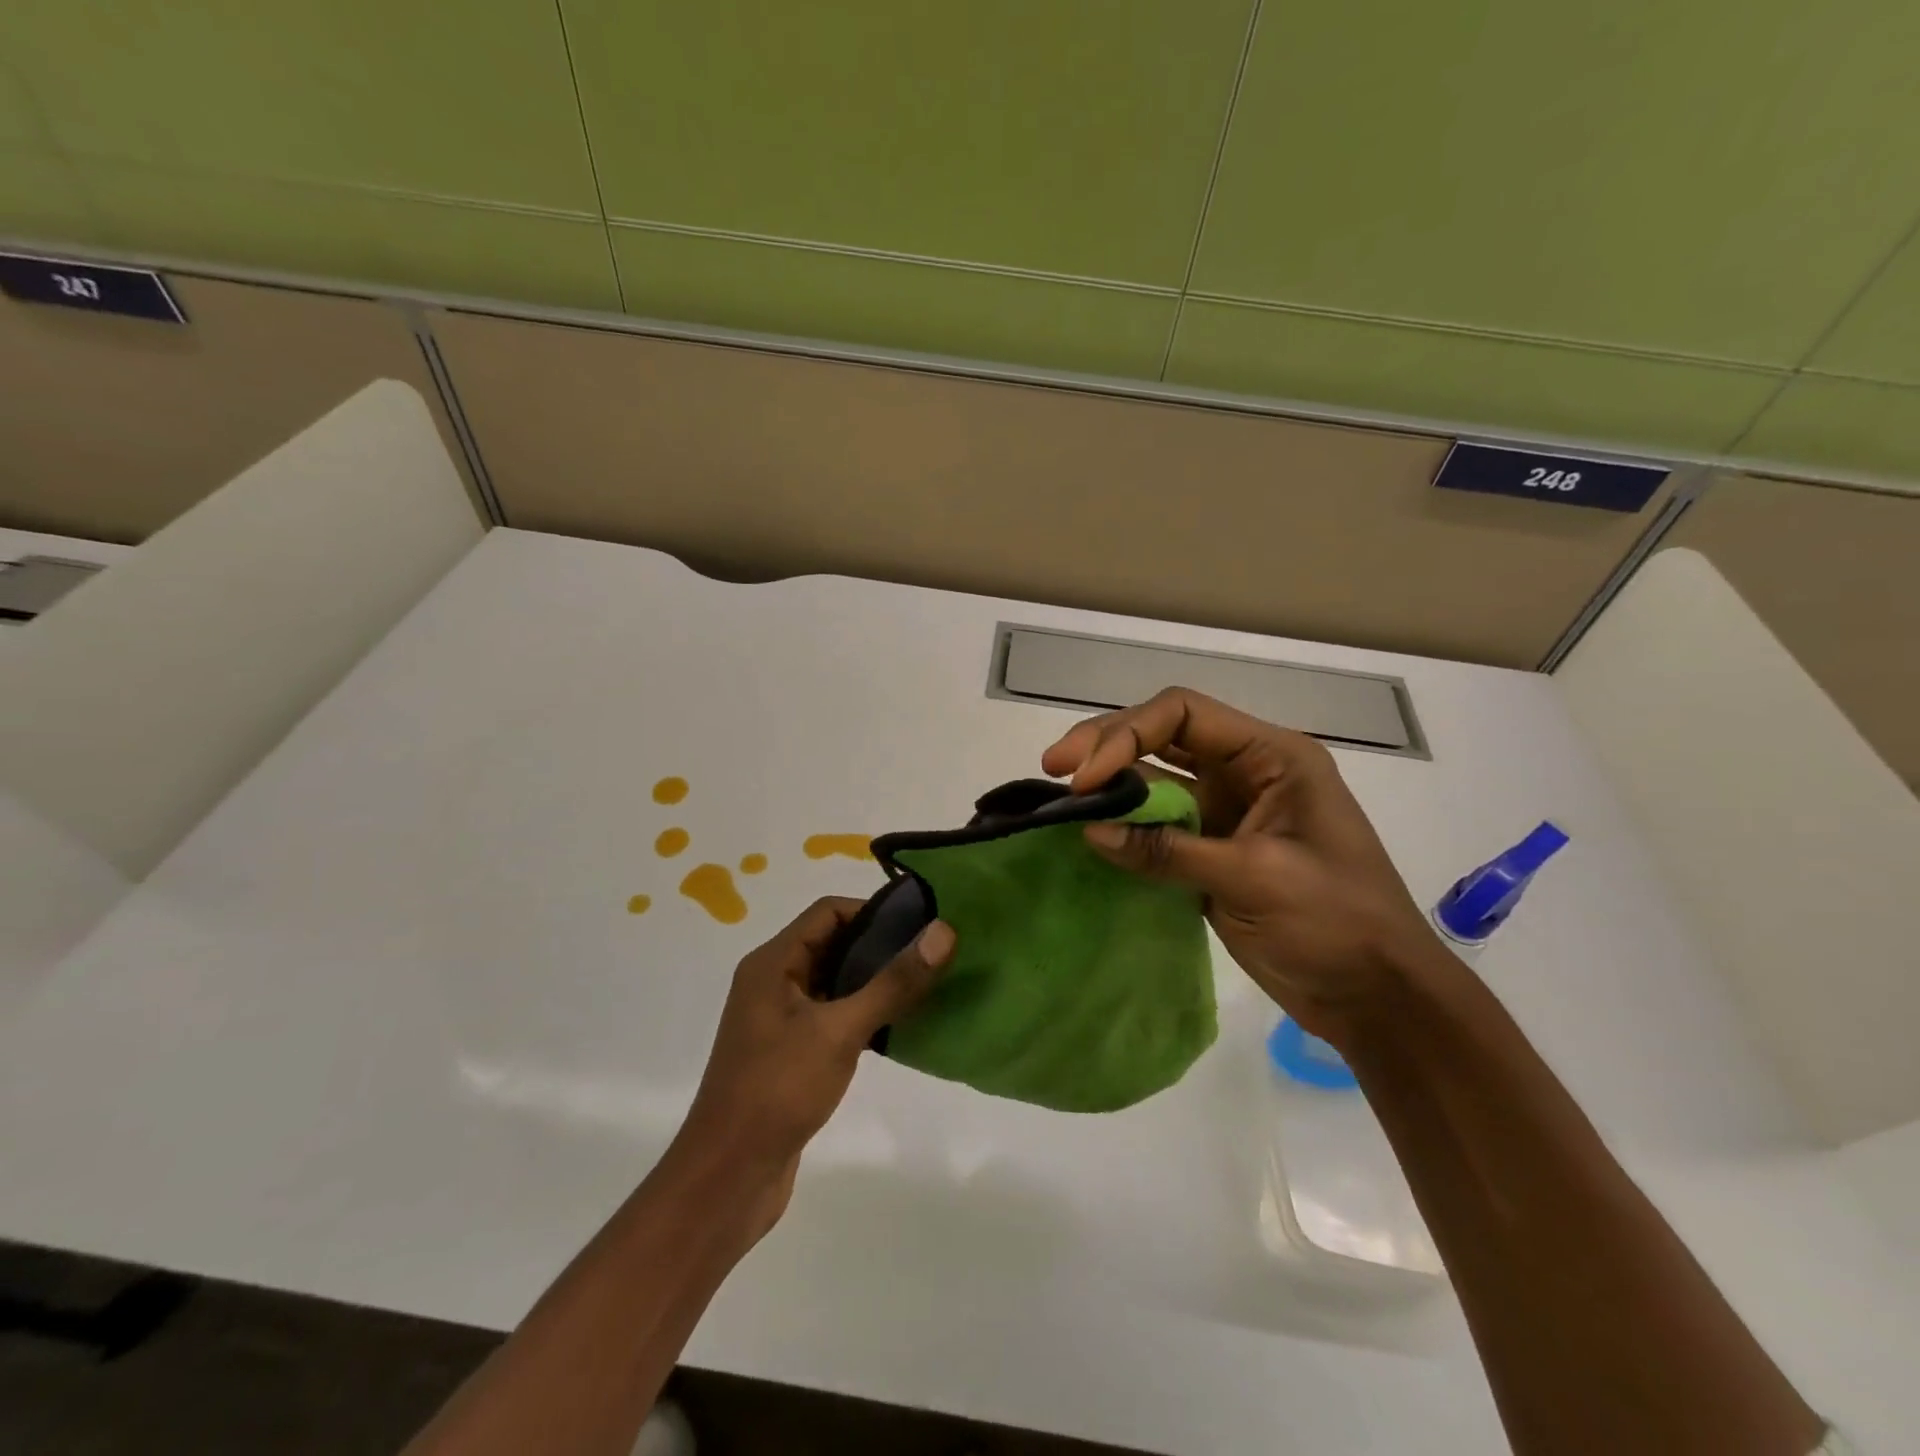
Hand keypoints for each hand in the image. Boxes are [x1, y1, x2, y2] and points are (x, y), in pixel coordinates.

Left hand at [673, 896, 954, 1229]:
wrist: (728, 1179)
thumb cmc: (778, 1090)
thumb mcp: (840, 1031)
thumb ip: (893, 982)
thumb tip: (943, 932)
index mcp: (773, 963)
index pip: (828, 912)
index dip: (874, 910)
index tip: (922, 922)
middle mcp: (773, 982)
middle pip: (832, 943)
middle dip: (880, 944)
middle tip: (932, 952)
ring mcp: (780, 1019)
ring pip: (834, 981)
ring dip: (874, 980)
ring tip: (925, 984)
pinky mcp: (790, 1052)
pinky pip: (832, 1015)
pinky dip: (863, 1012)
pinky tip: (898, 1026)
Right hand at [1041, 687, 1448, 1045]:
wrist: (1376, 996)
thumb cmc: (1337, 923)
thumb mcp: (1254, 879)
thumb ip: (1169, 850)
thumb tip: (1090, 831)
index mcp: (1271, 757)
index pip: (1183, 714)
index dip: (1126, 735)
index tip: (1086, 777)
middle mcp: (1246, 771)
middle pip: (1161, 736)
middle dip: (1106, 747)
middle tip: (1053, 769)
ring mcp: (1226, 811)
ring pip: (1154, 778)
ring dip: (1110, 785)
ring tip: (1060, 798)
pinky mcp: (1211, 850)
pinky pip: (1157, 824)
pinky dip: (1123, 826)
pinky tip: (1088, 832)